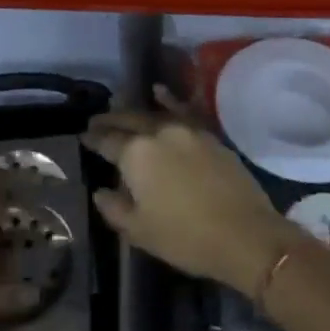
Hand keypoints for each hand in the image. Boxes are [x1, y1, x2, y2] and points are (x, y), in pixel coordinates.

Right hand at [83, 92, 300, 295]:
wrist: (245, 235)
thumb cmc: (185, 238)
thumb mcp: (140, 231)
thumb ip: (114, 208)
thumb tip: (101, 191)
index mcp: (136, 154)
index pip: (107, 141)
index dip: (93, 139)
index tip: (83, 136)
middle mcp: (158, 132)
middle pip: (128, 120)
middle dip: (110, 120)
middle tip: (96, 121)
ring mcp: (186, 129)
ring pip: (152, 113)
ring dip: (133, 111)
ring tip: (119, 107)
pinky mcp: (208, 134)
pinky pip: (182, 110)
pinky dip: (169, 100)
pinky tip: (159, 92)